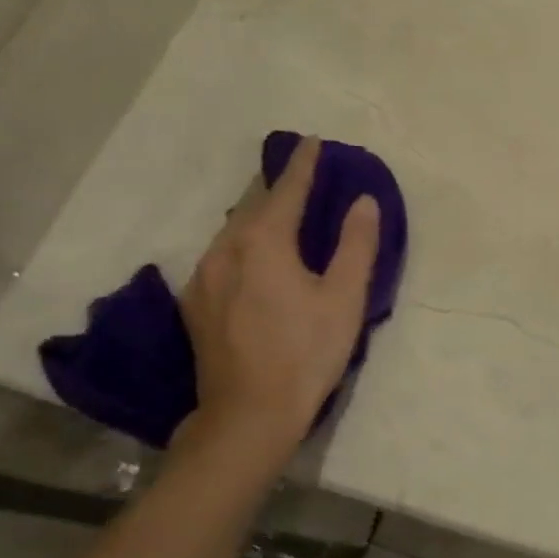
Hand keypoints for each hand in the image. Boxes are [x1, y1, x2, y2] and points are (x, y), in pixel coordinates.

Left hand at [178, 137, 379, 456]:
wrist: (248, 415)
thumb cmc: (306, 353)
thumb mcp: (345, 299)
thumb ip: (356, 245)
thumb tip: (363, 201)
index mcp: (263, 242)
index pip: (286, 190)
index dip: (303, 165)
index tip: (313, 142)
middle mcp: (224, 249)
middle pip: (252, 205)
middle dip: (276, 187)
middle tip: (300, 176)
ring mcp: (203, 277)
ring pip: (232, 231)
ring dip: (257, 216)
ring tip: (279, 214)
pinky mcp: (195, 304)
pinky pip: (221, 256)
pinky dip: (242, 244)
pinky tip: (254, 259)